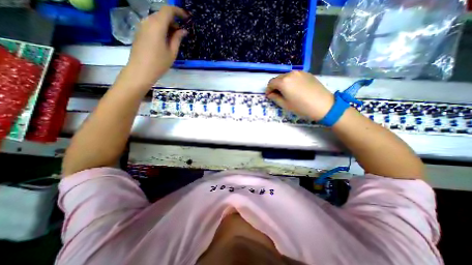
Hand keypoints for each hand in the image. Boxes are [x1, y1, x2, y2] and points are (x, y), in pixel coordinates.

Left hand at [124, 5, 189, 87]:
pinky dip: (161, 29)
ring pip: (157, 20)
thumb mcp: (172, 52)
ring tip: (175, 38)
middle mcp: (148, 21)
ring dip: (167, 25)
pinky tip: (165, 40)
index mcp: (157, 25)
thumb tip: (183, 30)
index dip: (178, 11)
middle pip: (162, 14)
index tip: (187, 18)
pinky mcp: (140, 32)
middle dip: (173, 20)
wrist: (140, 70)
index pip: (168, 10)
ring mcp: (142, 26)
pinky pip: (152, 25)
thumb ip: (177, 39)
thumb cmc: (159, 63)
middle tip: (182, 33)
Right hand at [265, 70, 334, 119]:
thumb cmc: (301, 107)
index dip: (268, 89)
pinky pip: (294, 76)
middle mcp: (290, 74)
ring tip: (286, 92)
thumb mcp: (285, 105)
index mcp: (283, 82)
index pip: (271, 83)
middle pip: (278, 78)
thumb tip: (270, 94)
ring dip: (283, 83)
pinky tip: (295, 89)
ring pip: (286, 76)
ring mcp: (300, 72)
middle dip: (275, 86)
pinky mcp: (307, 73)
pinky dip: (291, 81)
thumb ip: (275, 98)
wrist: (323, 105)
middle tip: (277, 94)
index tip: (269, 96)